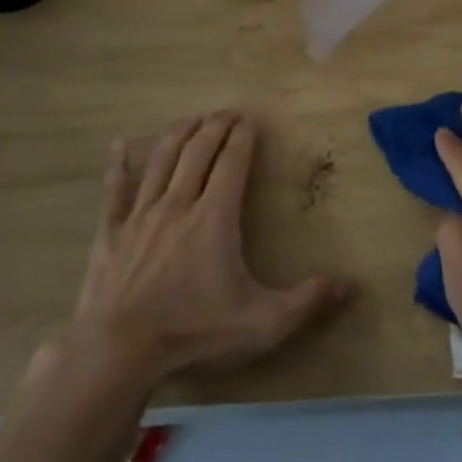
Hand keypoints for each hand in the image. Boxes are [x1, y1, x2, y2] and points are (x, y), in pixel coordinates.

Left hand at [66, 112, 351, 389]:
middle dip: (215, 125)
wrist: (119, 350)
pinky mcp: (110, 231)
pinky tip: (117, 144)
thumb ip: (307, 301)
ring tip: (192, 118)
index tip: (251, 119)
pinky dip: (118, 164)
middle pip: (198, 150)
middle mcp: (178, 203)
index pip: (232, 162)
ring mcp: (140, 214)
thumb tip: (350, 284)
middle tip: (228, 111)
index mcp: (214, 217)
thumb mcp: (262, 323)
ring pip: (161, 159)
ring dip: (179, 133)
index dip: (243, 136)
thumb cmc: (194, 332)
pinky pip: (114, 189)